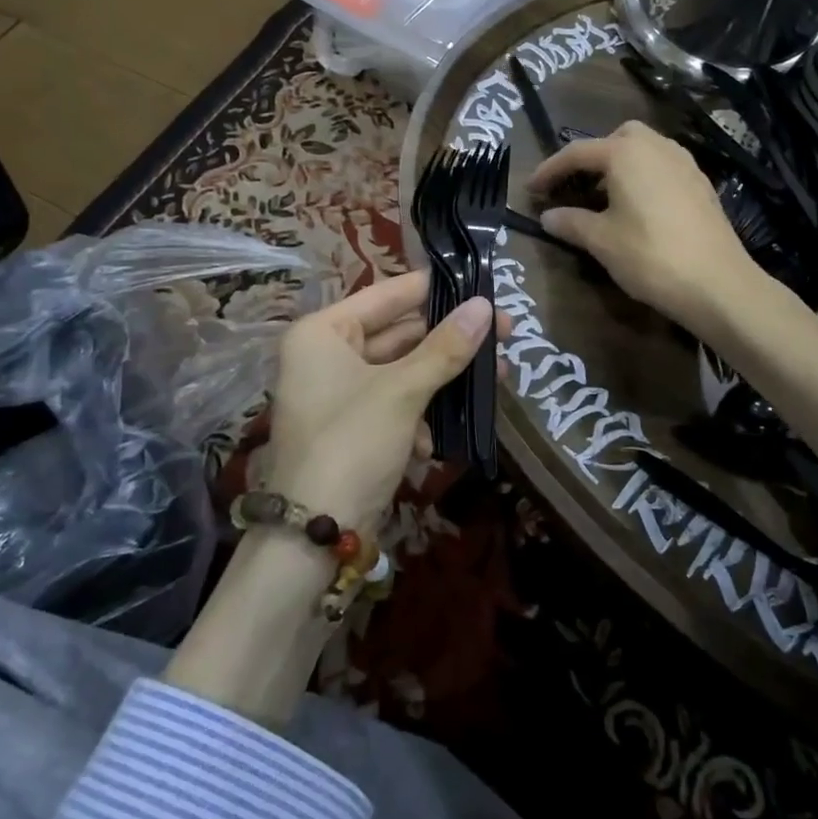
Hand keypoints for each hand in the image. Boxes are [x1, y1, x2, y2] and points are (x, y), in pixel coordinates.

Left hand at [265, 271, 499, 529]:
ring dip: (443, 380)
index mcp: (323, 332)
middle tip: (503, 334)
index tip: (480, 284)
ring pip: (403, 371)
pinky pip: (395, 403)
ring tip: (496, 380)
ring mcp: (338, 393)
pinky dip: (420, 415)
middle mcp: (325, 355)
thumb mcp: (402, 391)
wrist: (314, 533)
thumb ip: (445, 347)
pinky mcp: (353, 427)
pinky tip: (440, 439)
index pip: (387, 295)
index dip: (435, 289)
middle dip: (449, 340)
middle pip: (399, 334)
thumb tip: (485, 306)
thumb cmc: (352, 443)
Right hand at [528, 121, 763, 332]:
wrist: (717, 283)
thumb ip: (570, 222)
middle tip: (577, 185)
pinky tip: (640, 209)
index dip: (549, 170)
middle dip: (593, 156)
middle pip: (617, 137)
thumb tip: (547, 216)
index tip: (531, 189)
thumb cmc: (649, 256)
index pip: (577, 153)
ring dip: (621, 165)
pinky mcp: (702, 185)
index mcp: (625, 153)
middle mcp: (657, 147)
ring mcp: (685, 163)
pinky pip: (664, 167)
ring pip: (645, 149)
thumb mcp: (601, 241)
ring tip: (606, 198)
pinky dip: (644, 177)